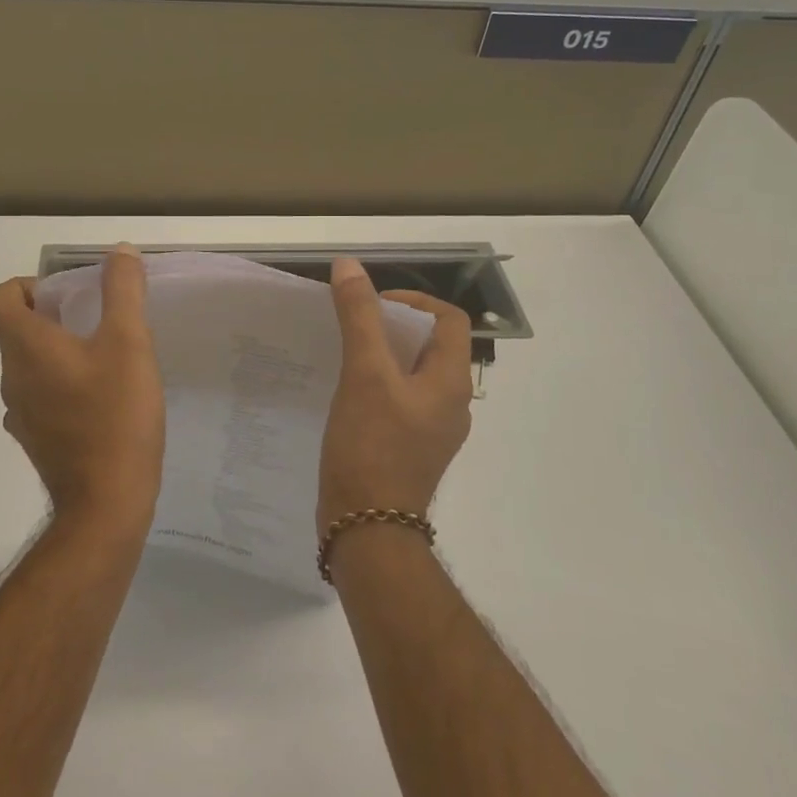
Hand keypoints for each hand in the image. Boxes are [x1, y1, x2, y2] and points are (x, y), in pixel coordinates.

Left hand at [0, 246, 164, 530]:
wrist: (106, 504)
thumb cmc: (115, 415)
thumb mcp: (129, 343)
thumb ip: (123, 292)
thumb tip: (118, 251)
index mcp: (26, 348)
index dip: (21, 287)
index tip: (62, 296)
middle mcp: (12, 378)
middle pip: (14, 331)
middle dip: (52, 316)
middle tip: (99, 323)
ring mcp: (21, 414)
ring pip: (30, 365)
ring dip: (60, 353)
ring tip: (109, 361)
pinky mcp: (37, 440)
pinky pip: (42, 397)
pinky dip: (64, 387)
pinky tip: (104, 400)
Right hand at [319, 257, 474, 530]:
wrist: (367, 530)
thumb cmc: (372, 447)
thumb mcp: (364, 374)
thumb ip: (359, 317)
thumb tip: (349, 266)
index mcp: (452, 382)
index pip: (448, 320)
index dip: (414, 300)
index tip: (374, 303)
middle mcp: (451, 404)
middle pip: (430, 346)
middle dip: (393, 327)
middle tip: (353, 325)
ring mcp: (431, 430)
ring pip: (412, 374)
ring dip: (383, 356)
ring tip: (344, 353)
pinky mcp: (410, 448)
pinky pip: (399, 401)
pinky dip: (377, 385)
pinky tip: (345, 392)